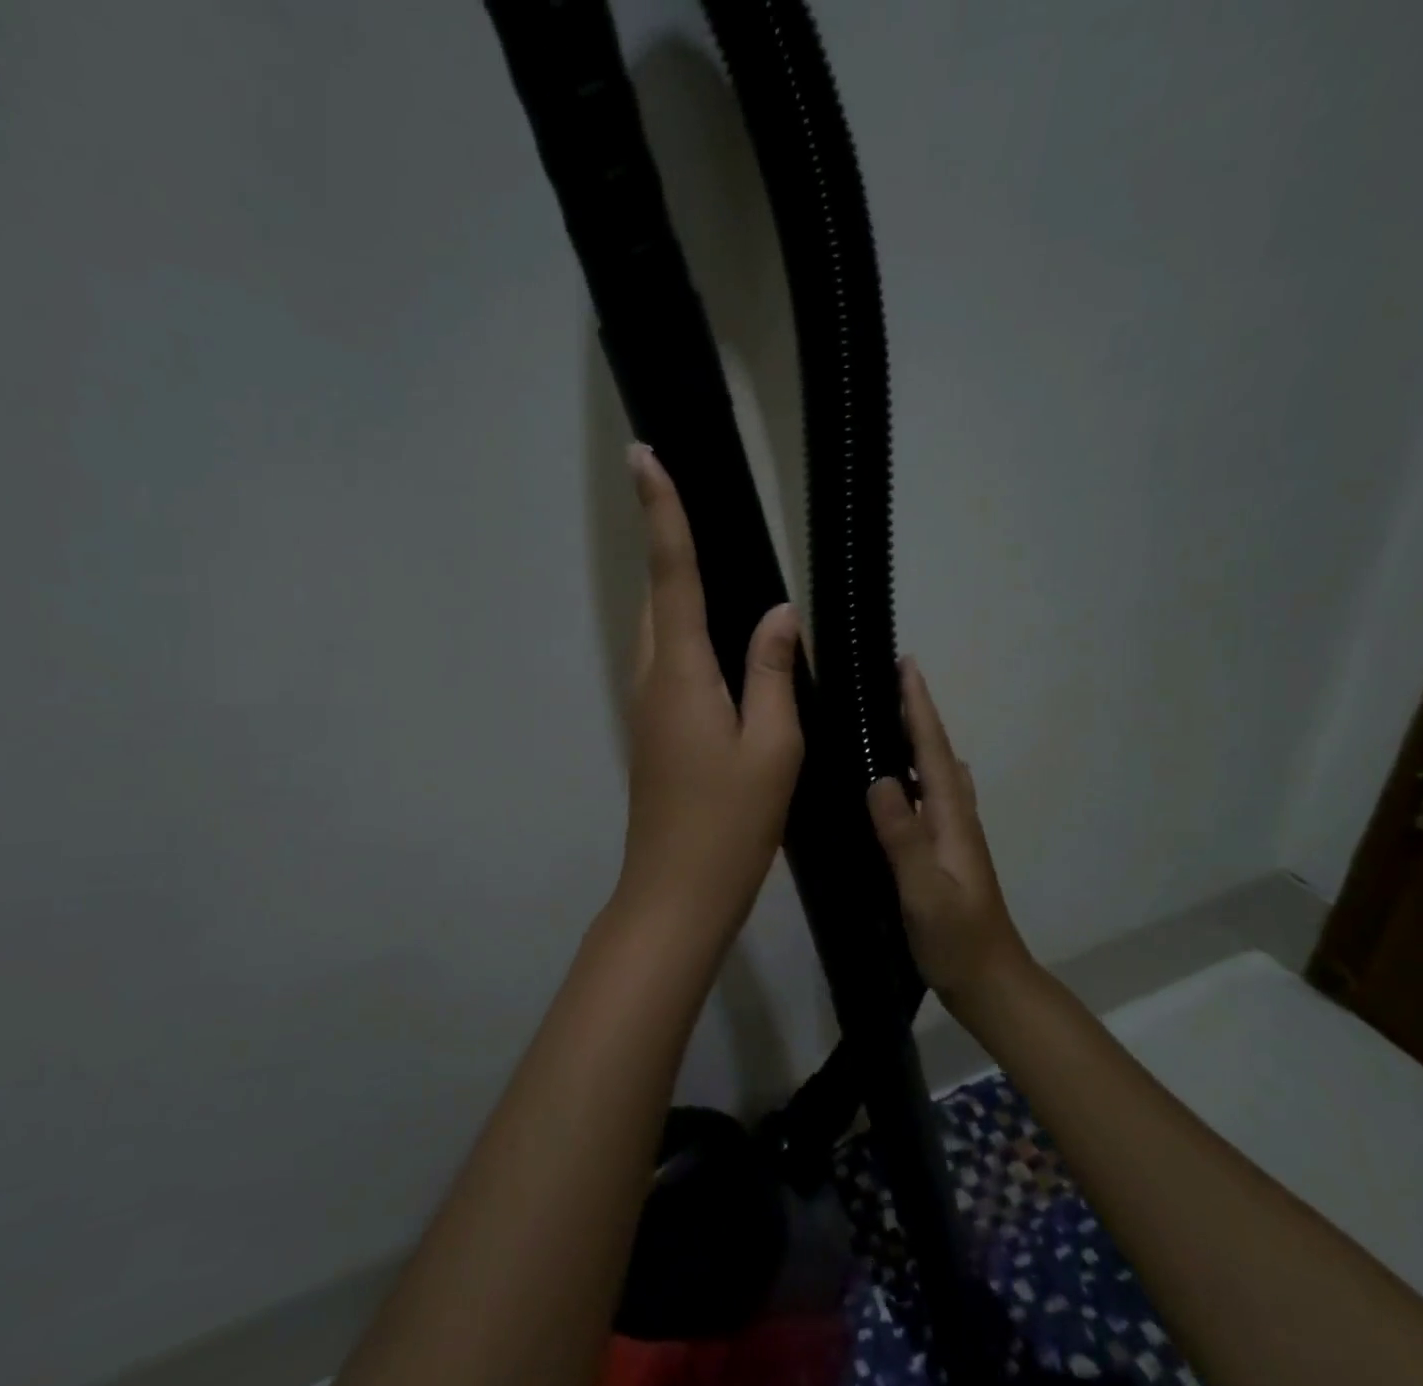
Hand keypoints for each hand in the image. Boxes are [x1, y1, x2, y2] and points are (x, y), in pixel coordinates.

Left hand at [612, 444, 803, 951]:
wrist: (677, 892)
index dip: (661, 512)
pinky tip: (722, 644)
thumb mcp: (772, 746)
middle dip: (669, 544)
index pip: (671, 574)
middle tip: (691, 501)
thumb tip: (778, 614)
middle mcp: (652, 678)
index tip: (644, 455)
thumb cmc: (731, 823)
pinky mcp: (653, 731)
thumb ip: (774, 672)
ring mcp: (646, 707)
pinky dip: (688, 635)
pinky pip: (669, 663)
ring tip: (714, 563)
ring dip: (678, 591)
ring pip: (661, 632)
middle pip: (659, 597)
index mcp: (681, 672)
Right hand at [867, 658, 1026, 1003]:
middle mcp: (956, 818)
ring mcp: (953, 835)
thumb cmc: (957, 939)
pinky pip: (929, 796)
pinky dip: (915, 772)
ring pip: (936, 773)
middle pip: (937, 753)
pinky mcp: (944, 851)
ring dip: (918, 740)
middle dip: (918, 713)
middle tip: (891, 681)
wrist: (990, 981)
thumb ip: (904, 837)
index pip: (933, 751)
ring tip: (888, 718)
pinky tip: (897, 780)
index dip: (919, 708)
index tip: (907, 666)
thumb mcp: (925, 891)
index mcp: (952, 819)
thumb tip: (879, 779)